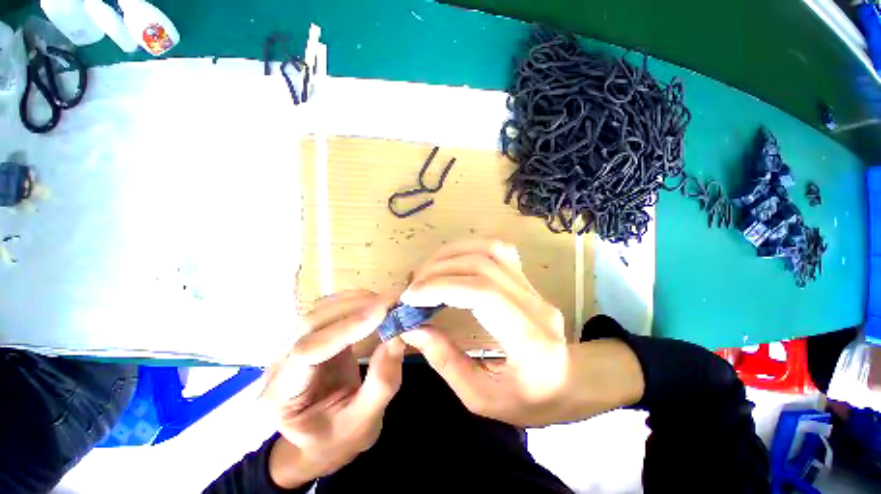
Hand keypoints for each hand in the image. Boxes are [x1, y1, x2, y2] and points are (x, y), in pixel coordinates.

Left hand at [261, 290, 403, 488]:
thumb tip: (398, 336)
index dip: (346, 328)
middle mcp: (280, 365)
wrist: (324, 438)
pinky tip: (374, 304)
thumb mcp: (364, 423)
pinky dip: (355, 302)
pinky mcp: (314, 336)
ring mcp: (294, 346)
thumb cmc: (338, 438)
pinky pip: (331, 310)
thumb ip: (381, 383)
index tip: (383, 312)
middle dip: (354, 309)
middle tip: (391, 303)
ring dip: (356, 301)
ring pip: (321, 310)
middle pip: (312, 323)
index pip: (307, 352)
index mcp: (282, 397)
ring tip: (387, 303)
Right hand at [400, 239, 643, 426]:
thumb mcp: (483, 398)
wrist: (571, 381)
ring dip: (451, 255)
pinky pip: (496, 250)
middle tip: (413, 287)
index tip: (411, 298)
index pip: (483, 293)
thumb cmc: (530, 400)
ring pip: (490, 250)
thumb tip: (412, 328)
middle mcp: (534, 304)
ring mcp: (532, 286)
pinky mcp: (526, 279)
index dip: (442, 288)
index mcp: (529, 339)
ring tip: (427, 272)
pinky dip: (468, 250)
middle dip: (439, 271)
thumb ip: (445, 362)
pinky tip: (451, 263)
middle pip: (483, 265)